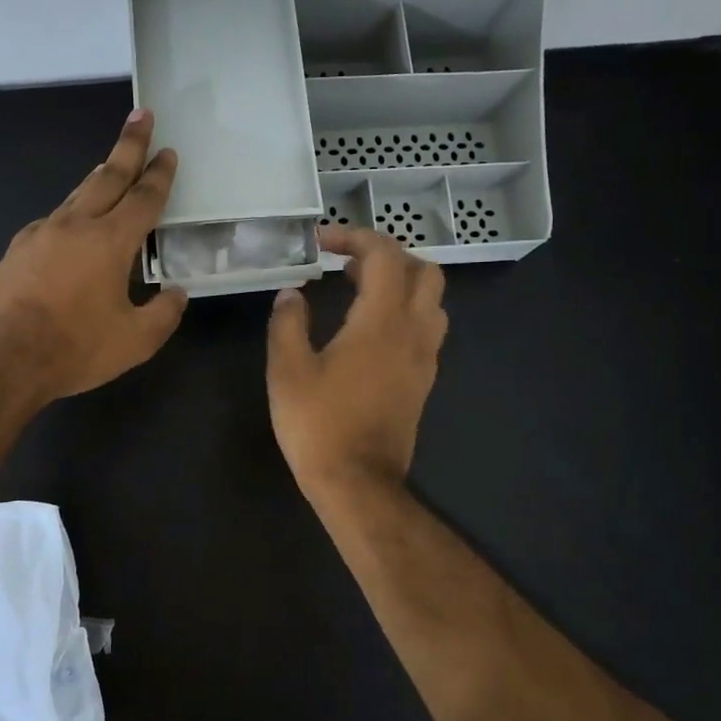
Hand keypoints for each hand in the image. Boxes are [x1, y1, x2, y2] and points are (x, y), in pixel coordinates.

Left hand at [0, 109, 187, 402]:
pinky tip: (71, 227)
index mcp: (110, 241)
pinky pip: (52, 223)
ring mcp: (40, 234)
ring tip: (109, 166)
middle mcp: (75, 225)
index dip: (159, 175)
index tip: (167, 151)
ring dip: (98, 178)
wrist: (6, 358)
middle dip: (128, 145)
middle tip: (140, 116)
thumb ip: (163, 314)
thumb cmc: (77, 347)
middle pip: (108, 176)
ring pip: (77, 196)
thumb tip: (176, 294)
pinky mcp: (16, 251)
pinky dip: (70, 216)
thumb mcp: (136, 340)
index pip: (143, 198)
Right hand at [266, 226, 447, 497]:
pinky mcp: (423, 382)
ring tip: (360, 291)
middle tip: (347, 265)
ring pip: (432, 300)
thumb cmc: (319, 424)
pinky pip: (427, 329)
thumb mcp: (288, 370)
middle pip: (424, 271)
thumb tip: (291, 294)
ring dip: (402, 283)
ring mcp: (425, 358)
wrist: (358, 483)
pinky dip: (405, 312)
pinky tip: (371, 330)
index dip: (355, 237)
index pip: (384, 256)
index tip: (322, 243)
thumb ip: (288, 323)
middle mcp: (414, 332)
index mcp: (382, 322)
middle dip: (387, 256)